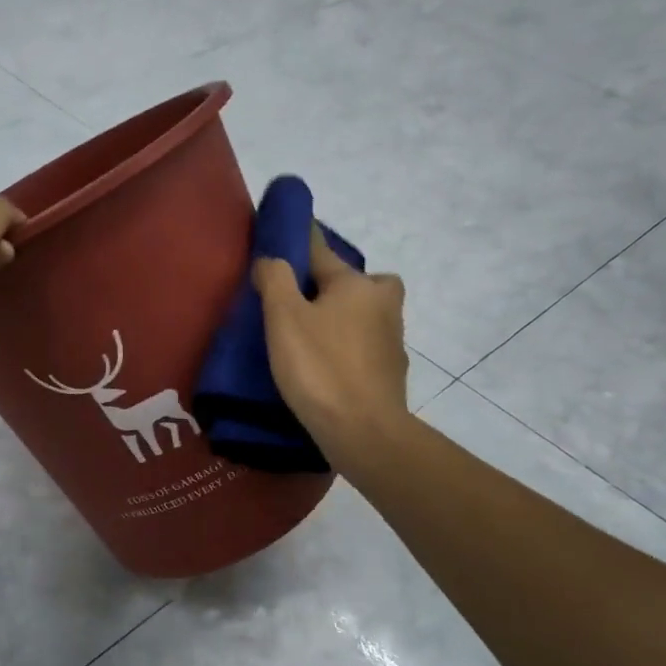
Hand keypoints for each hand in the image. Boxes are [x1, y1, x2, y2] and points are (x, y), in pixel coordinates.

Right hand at [253, 230, 409, 472]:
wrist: (364, 432)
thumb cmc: (320, 368)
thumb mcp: (284, 318)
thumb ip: (275, 279)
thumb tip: (272, 258)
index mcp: (356, 284)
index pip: (321, 251)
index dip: (299, 242)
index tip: (285, 234)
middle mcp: (382, 303)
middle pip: (354, 281)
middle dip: (332, 283)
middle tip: (302, 301)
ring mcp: (392, 338)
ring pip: (363, 313)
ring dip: (342, 316)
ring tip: (309, 336)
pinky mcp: (392, 370)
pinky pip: (365, 344)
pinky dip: (348, 346)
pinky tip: (327, 364)